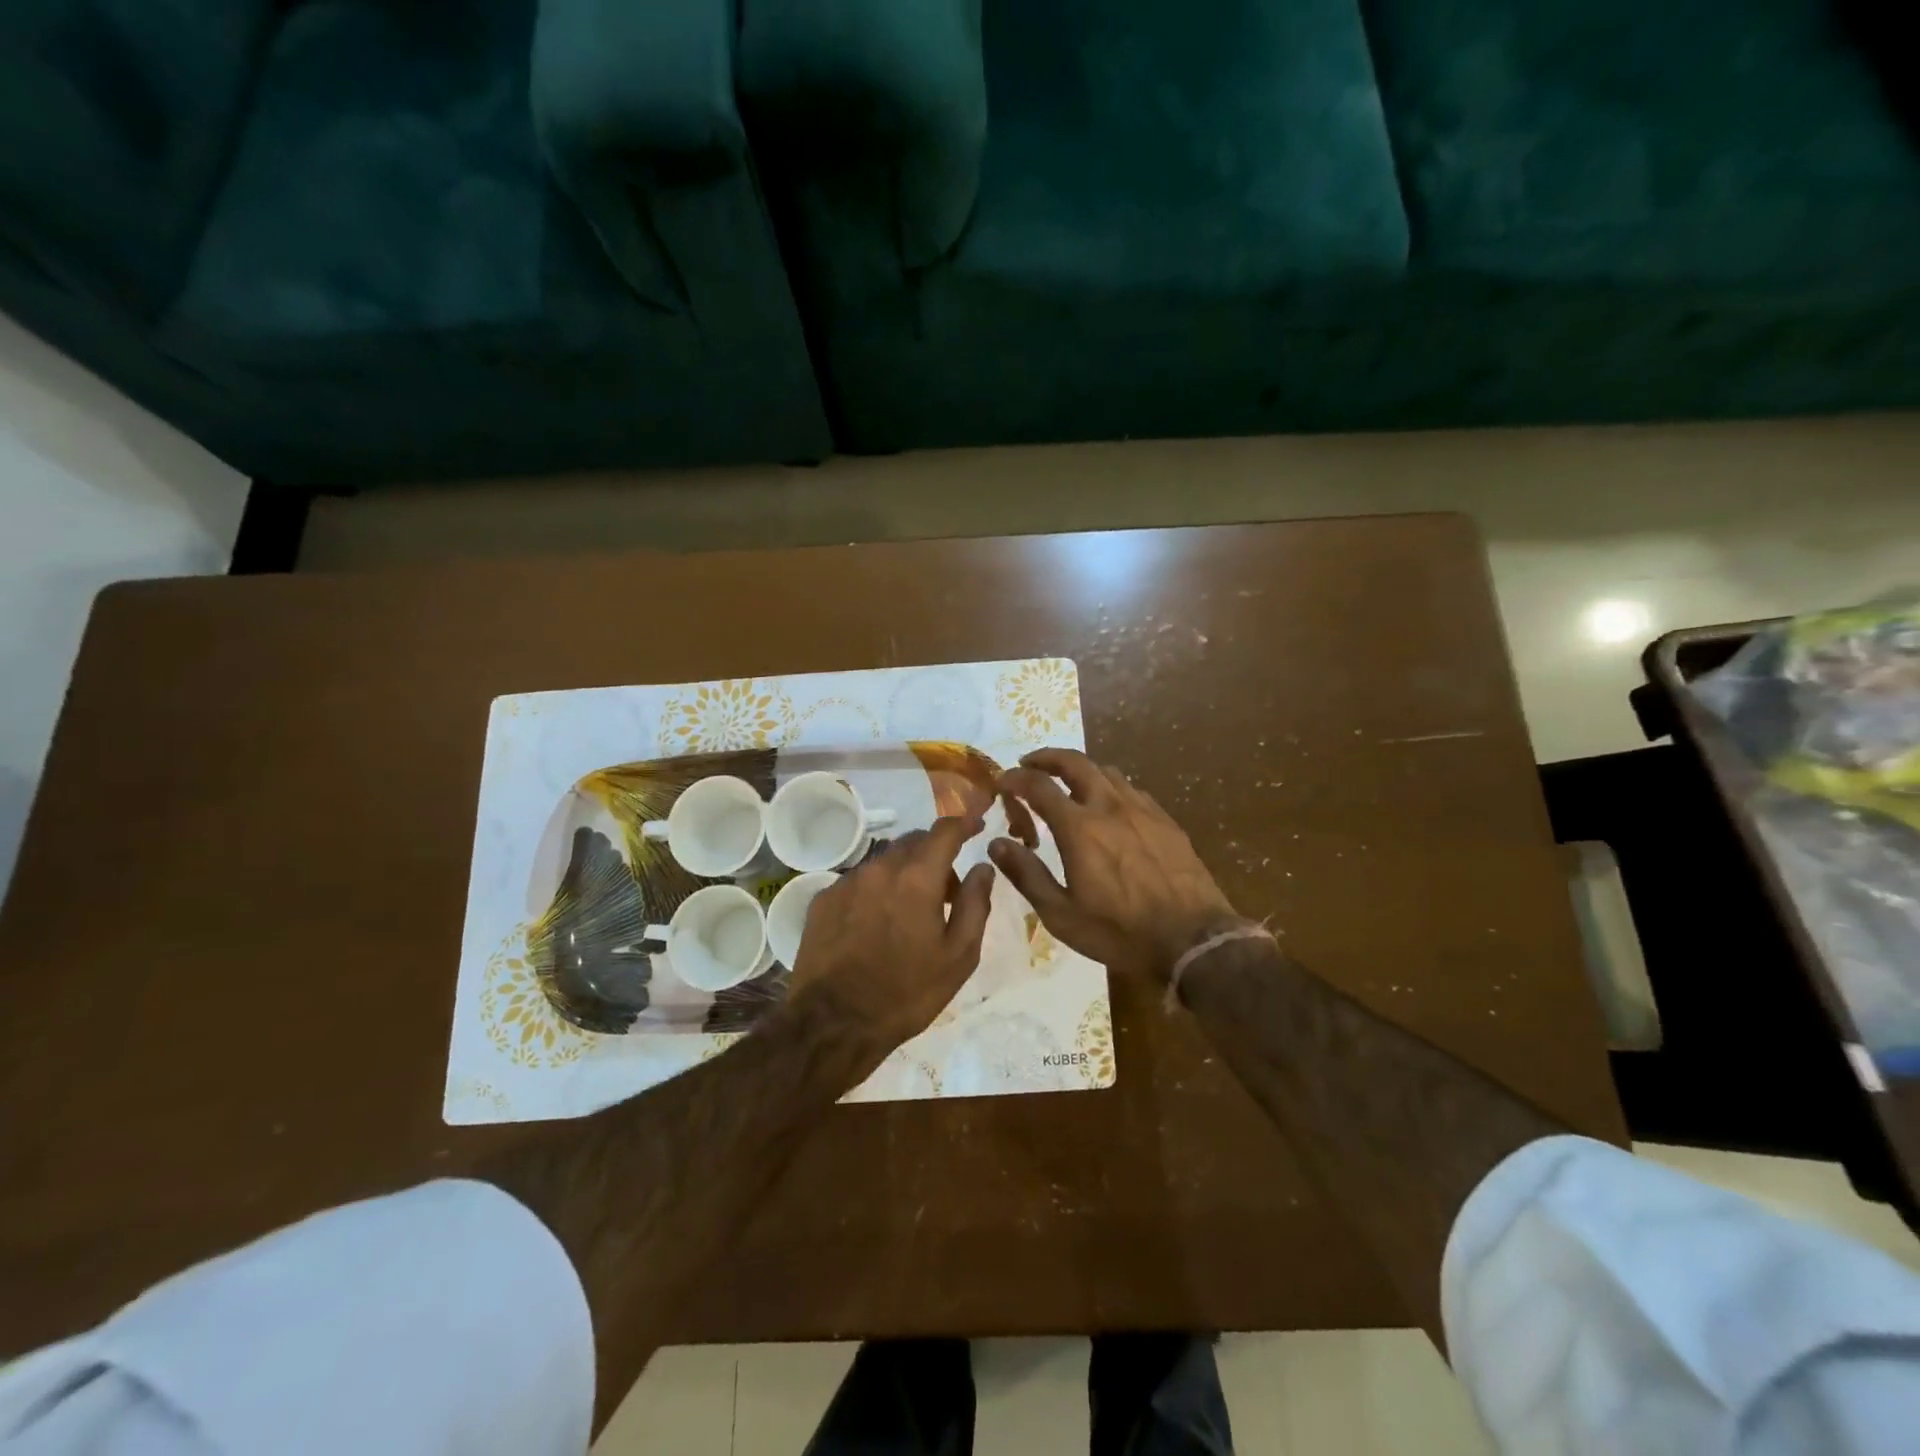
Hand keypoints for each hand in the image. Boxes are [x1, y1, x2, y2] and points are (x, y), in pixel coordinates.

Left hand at [787, 815, 994, 1073]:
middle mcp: (881, 868)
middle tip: (948, 891)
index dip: (964, 823)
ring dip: (904, 873)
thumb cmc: (907, 993)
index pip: (945, 831)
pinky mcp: (823, 899)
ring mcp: (847, 881)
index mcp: (918, 878)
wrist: (833, 1024)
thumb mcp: (959, 957)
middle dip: (935, 855)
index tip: (977, 826)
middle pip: (914, 842)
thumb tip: (983, 867)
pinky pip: (859, 880)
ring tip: (910, 911)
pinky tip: (876, 924)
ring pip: (885, 861)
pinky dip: (876, 890)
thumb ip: (976, 904)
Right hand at [992, 749, 1237, 980]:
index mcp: (1079, 828)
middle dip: (1047, 757)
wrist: (1193, 940)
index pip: (1039, 786)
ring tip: (1068, 782)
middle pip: (1075, 763)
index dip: (1016, 778)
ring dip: (1080, 769)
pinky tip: (1110, 806)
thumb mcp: (1061, 915)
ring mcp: (1142, 810)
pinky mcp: (1166, 820)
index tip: (1003, 781)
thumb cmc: (1119, 932)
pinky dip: (1109, 786)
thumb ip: (1026, 874)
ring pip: (1106, 771)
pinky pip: (1132, 789)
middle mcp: (1109, 806)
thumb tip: (996, 843)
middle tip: (1030, 763)